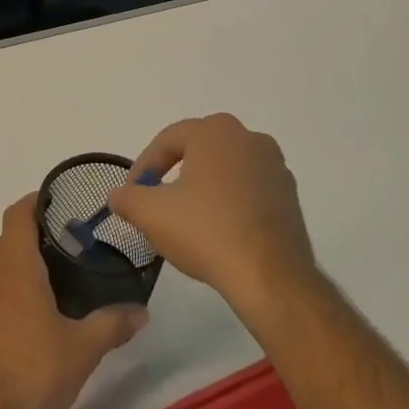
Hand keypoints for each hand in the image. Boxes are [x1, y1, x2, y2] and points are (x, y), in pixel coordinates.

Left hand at [0, 195, 147, 408]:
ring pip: (1, 268)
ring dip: (25, 265)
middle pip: (10, 240)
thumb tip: (141, 312)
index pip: (18, 214)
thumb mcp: (84, 347)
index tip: (60, 200)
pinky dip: (15, 291)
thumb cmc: (35, 370)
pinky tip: (39, 316)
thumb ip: (113, 323)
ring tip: (61, 277)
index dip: (35, 201)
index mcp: (14, 266)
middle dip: (38, 235)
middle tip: (74, 242)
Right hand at [108, 113, 317, 318]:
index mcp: (215, 132)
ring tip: (186, 219)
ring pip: (224, 170)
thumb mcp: (150, 214)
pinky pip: (248, 190)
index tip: (132, 194)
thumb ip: (127, 198)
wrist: (270, 276)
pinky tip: (217, 231)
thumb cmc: (206, 231)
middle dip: (172, 174)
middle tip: (156, 202)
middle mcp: (249, 139)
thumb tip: (118, 196)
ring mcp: (275, 166)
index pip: (167, 141)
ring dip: (202, 188)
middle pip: (198, 151)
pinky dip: (229, 203)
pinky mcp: (290, 196)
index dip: (143, 167)